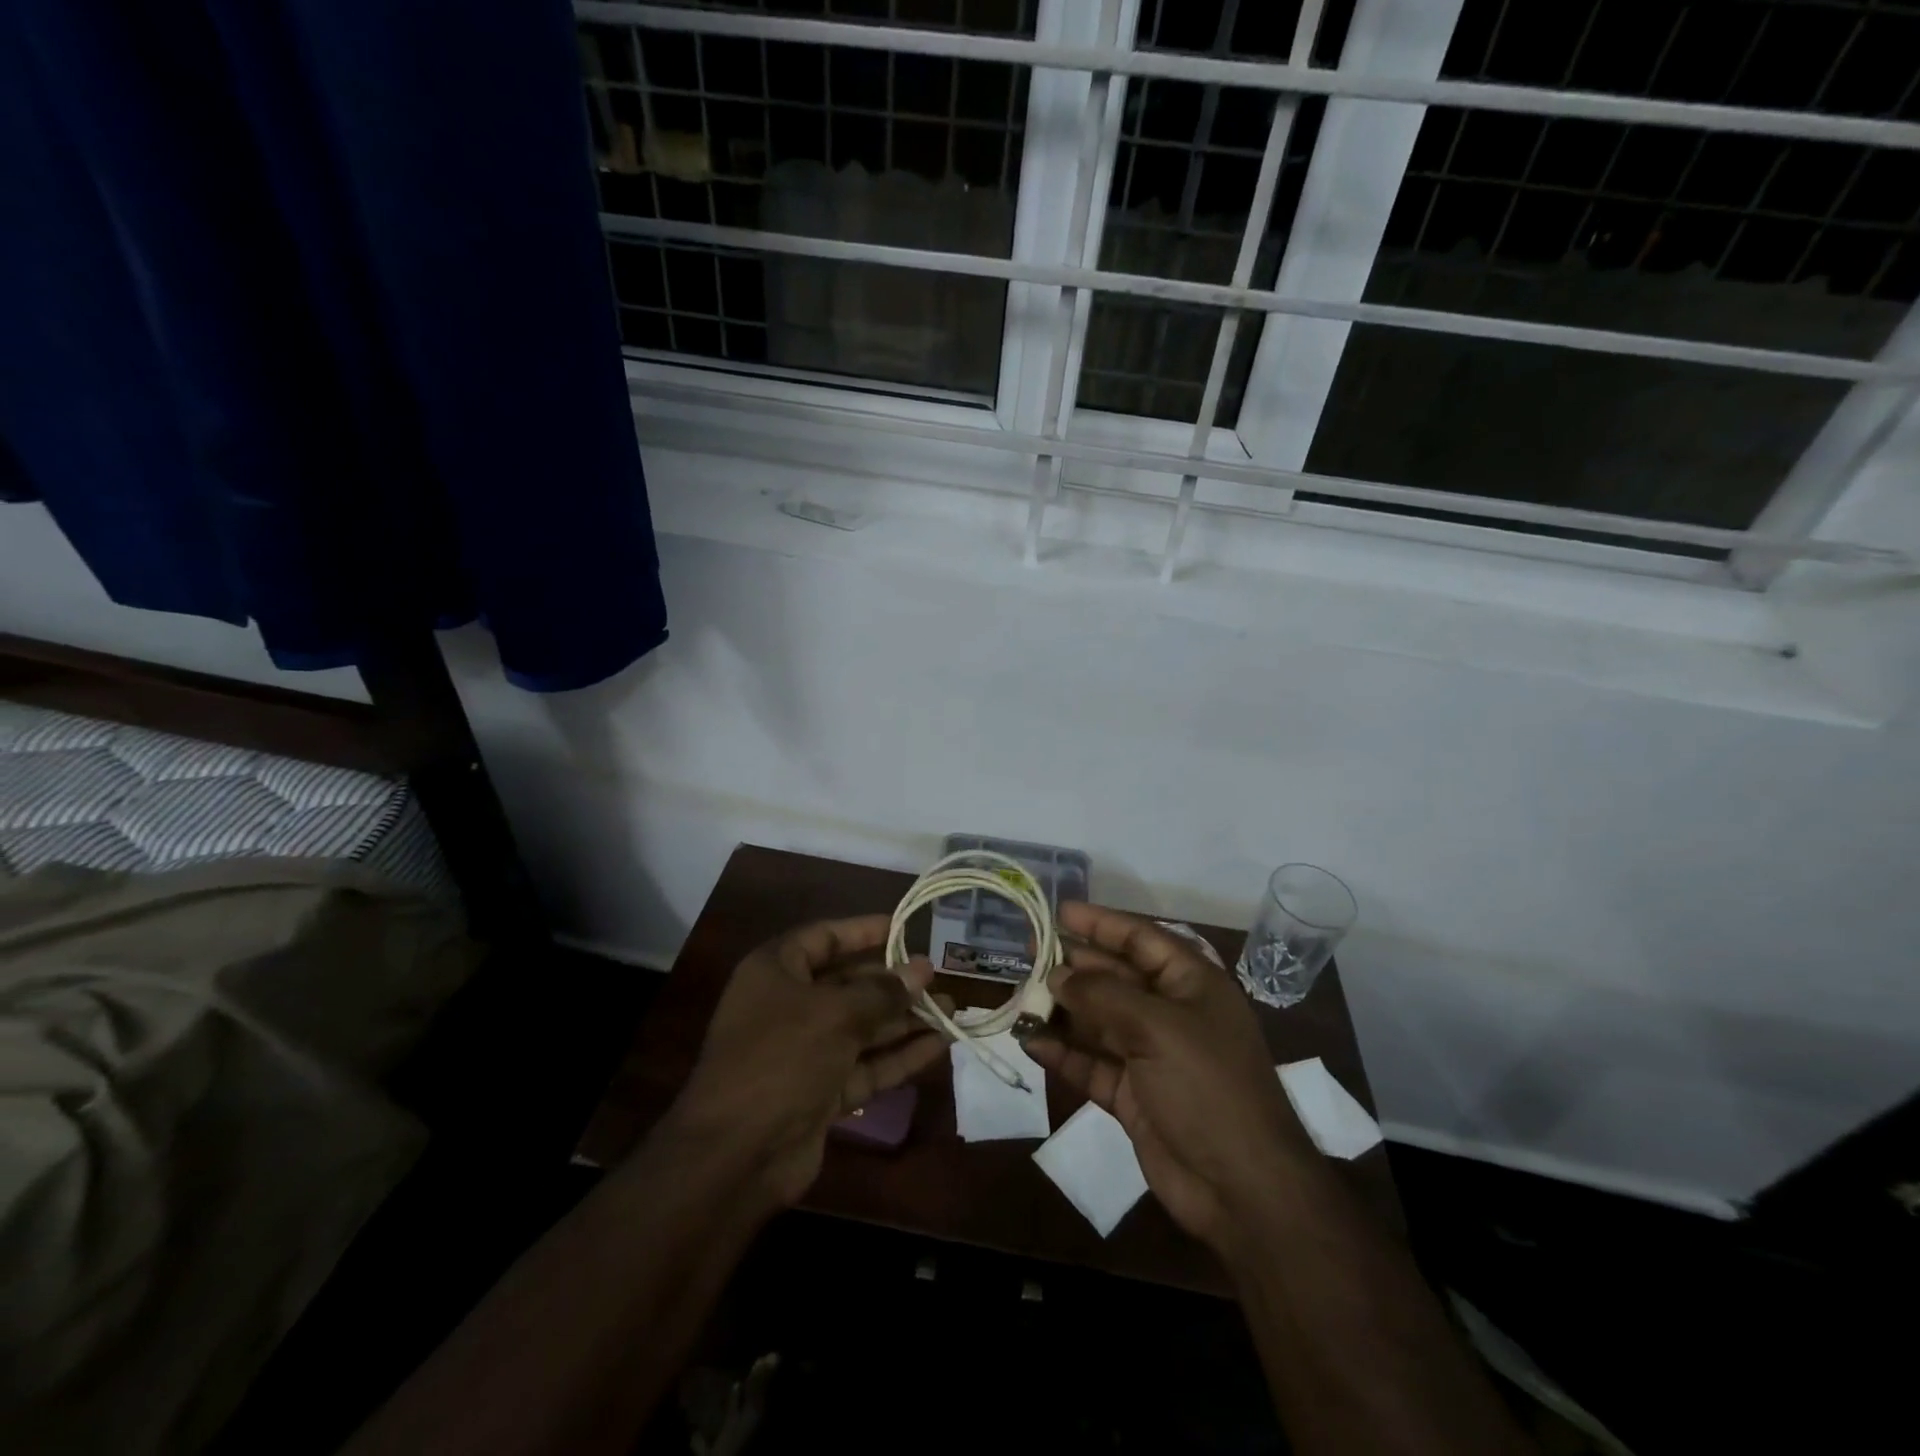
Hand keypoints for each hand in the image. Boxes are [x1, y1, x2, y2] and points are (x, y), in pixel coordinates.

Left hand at [664, 915, 944, 1208]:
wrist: (737, 1154)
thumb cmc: (781, 1057)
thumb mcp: (835, 1014)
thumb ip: (883, 991)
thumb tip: (922, 970)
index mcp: (776, 971)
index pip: (824, 937)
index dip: (864, 930)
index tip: (906, 927)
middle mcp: (789, 1005)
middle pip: (849, 983)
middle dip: (894, 981)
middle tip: (939, 975)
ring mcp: (805, 1051)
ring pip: (863, 1026)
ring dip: (905, 1019)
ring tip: (951, 1009)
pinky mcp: (822, 1091)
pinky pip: (867, 1064)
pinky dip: (900, 1055)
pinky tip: (940, 1044)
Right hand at [1023, 902, 1315, 1255]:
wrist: (1242, 1190)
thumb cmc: (1208, 1087)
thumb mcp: (1157, 1028)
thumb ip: (1103, 996)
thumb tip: (1058, 976)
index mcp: (1191, 984)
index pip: (1141, 939)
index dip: (1101, 923)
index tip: (1059, 912)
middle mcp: (1171, 1014)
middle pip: (1115, 978)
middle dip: (1074, 966)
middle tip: (1029, 953)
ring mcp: (1152, 1056)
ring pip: (1099, 1021)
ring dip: (1063, 1011)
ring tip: (1021, 997)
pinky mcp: (1134, 1095)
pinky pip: (1092, 1064)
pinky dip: (1064, 1054)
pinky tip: (1031, 1043)